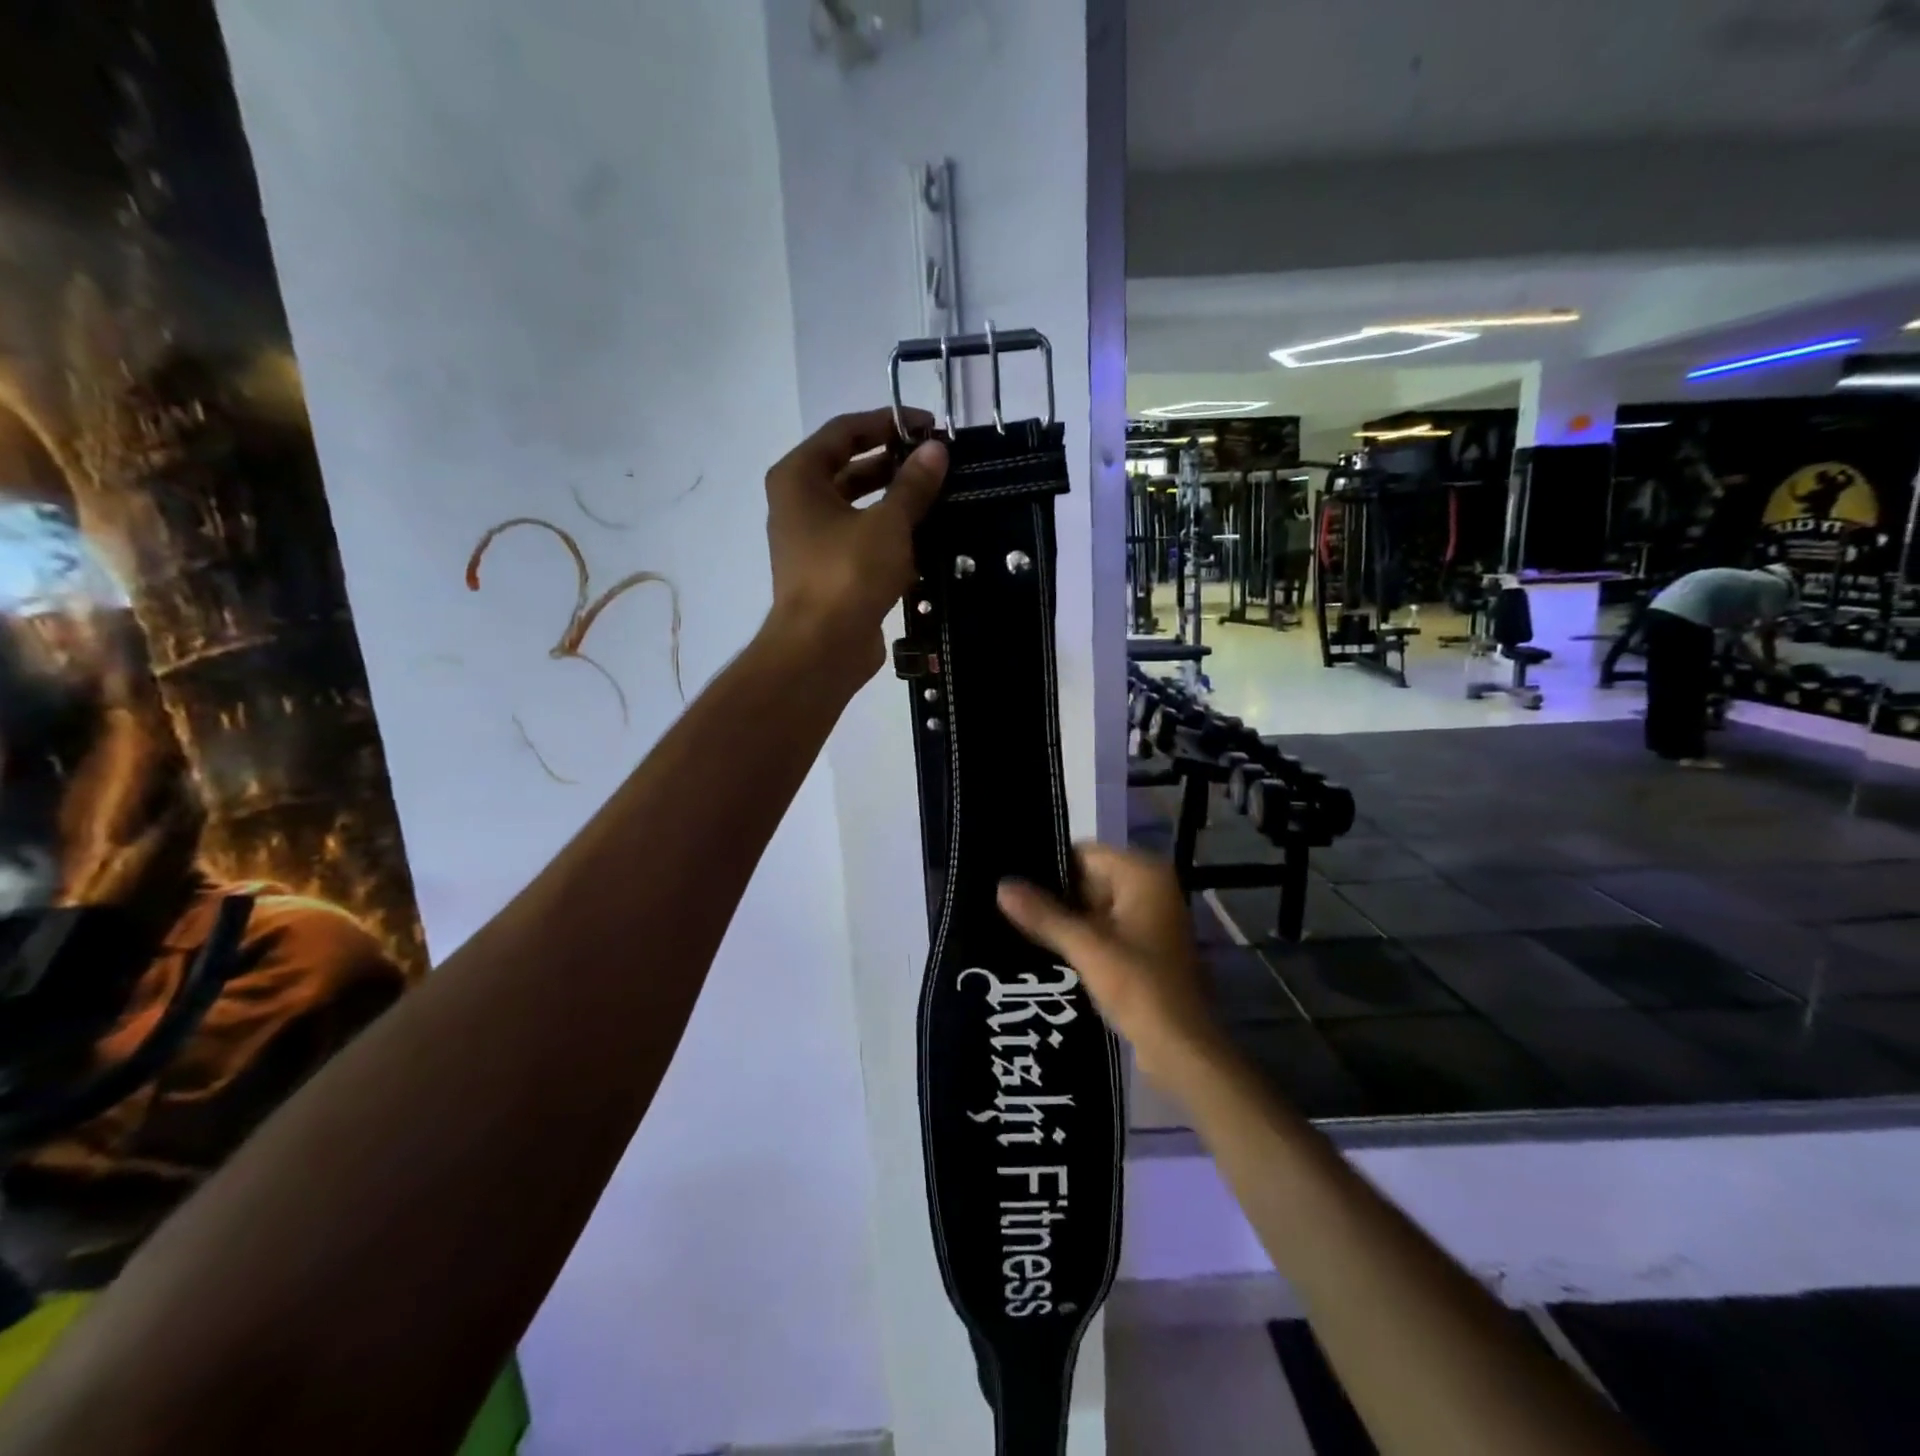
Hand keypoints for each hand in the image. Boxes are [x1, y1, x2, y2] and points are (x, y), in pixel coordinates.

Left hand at [764, 407, 948, 685]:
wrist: (821, 648)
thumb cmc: (847, 574)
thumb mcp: (888, 523)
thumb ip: (913, 485)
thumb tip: (936, 450)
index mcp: (799, 477)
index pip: (844, 431)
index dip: (887, 423)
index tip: (929, 426)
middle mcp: (798, 503)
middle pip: (849, 467)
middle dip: (894, 463)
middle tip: (937, 462)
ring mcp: (811, 540)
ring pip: (857, 506)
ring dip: (894, 499)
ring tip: (938, 495)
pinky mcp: (829, 571)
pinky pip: (861, 538)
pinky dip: (888, 533)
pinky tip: (925, 535)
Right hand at [998, 844, 1222, 1083]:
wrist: (1183, 1050)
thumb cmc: (1141, 988)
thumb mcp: (1087, 948)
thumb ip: (1044, 915)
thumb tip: (1001, 885)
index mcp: (1144, 875)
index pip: (1084, 854)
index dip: (1047, 866)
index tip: (1007, 876)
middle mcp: (1150, 889)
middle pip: (1087, 879)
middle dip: (1051, 895)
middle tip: (1002, 903)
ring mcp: (1148, 920)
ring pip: (1092, 908)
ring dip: (1061, 920)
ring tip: (1011, 924)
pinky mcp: (1142, 949)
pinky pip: (1101, 931)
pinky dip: (1077, 938)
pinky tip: (1039, 948)